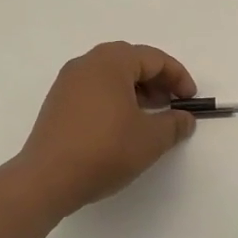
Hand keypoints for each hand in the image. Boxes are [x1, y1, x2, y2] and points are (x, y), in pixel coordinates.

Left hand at [14, 42, 196, 217]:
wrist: (47, 179)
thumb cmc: (105, 150)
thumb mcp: (150, 139)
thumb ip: (174, 124)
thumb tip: (184, 119)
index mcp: (110, 62)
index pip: (153, 58)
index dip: (178, 77)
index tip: (190, 100)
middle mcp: (86, 64)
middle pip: (130, 61)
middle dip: (156, 80)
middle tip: (171, 104)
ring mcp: (67, 82)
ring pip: (110, 75)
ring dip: (135, 90)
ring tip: (149, 117)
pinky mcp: (57, 103)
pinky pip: (94, 90)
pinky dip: (114, 99)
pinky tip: (122, 125)